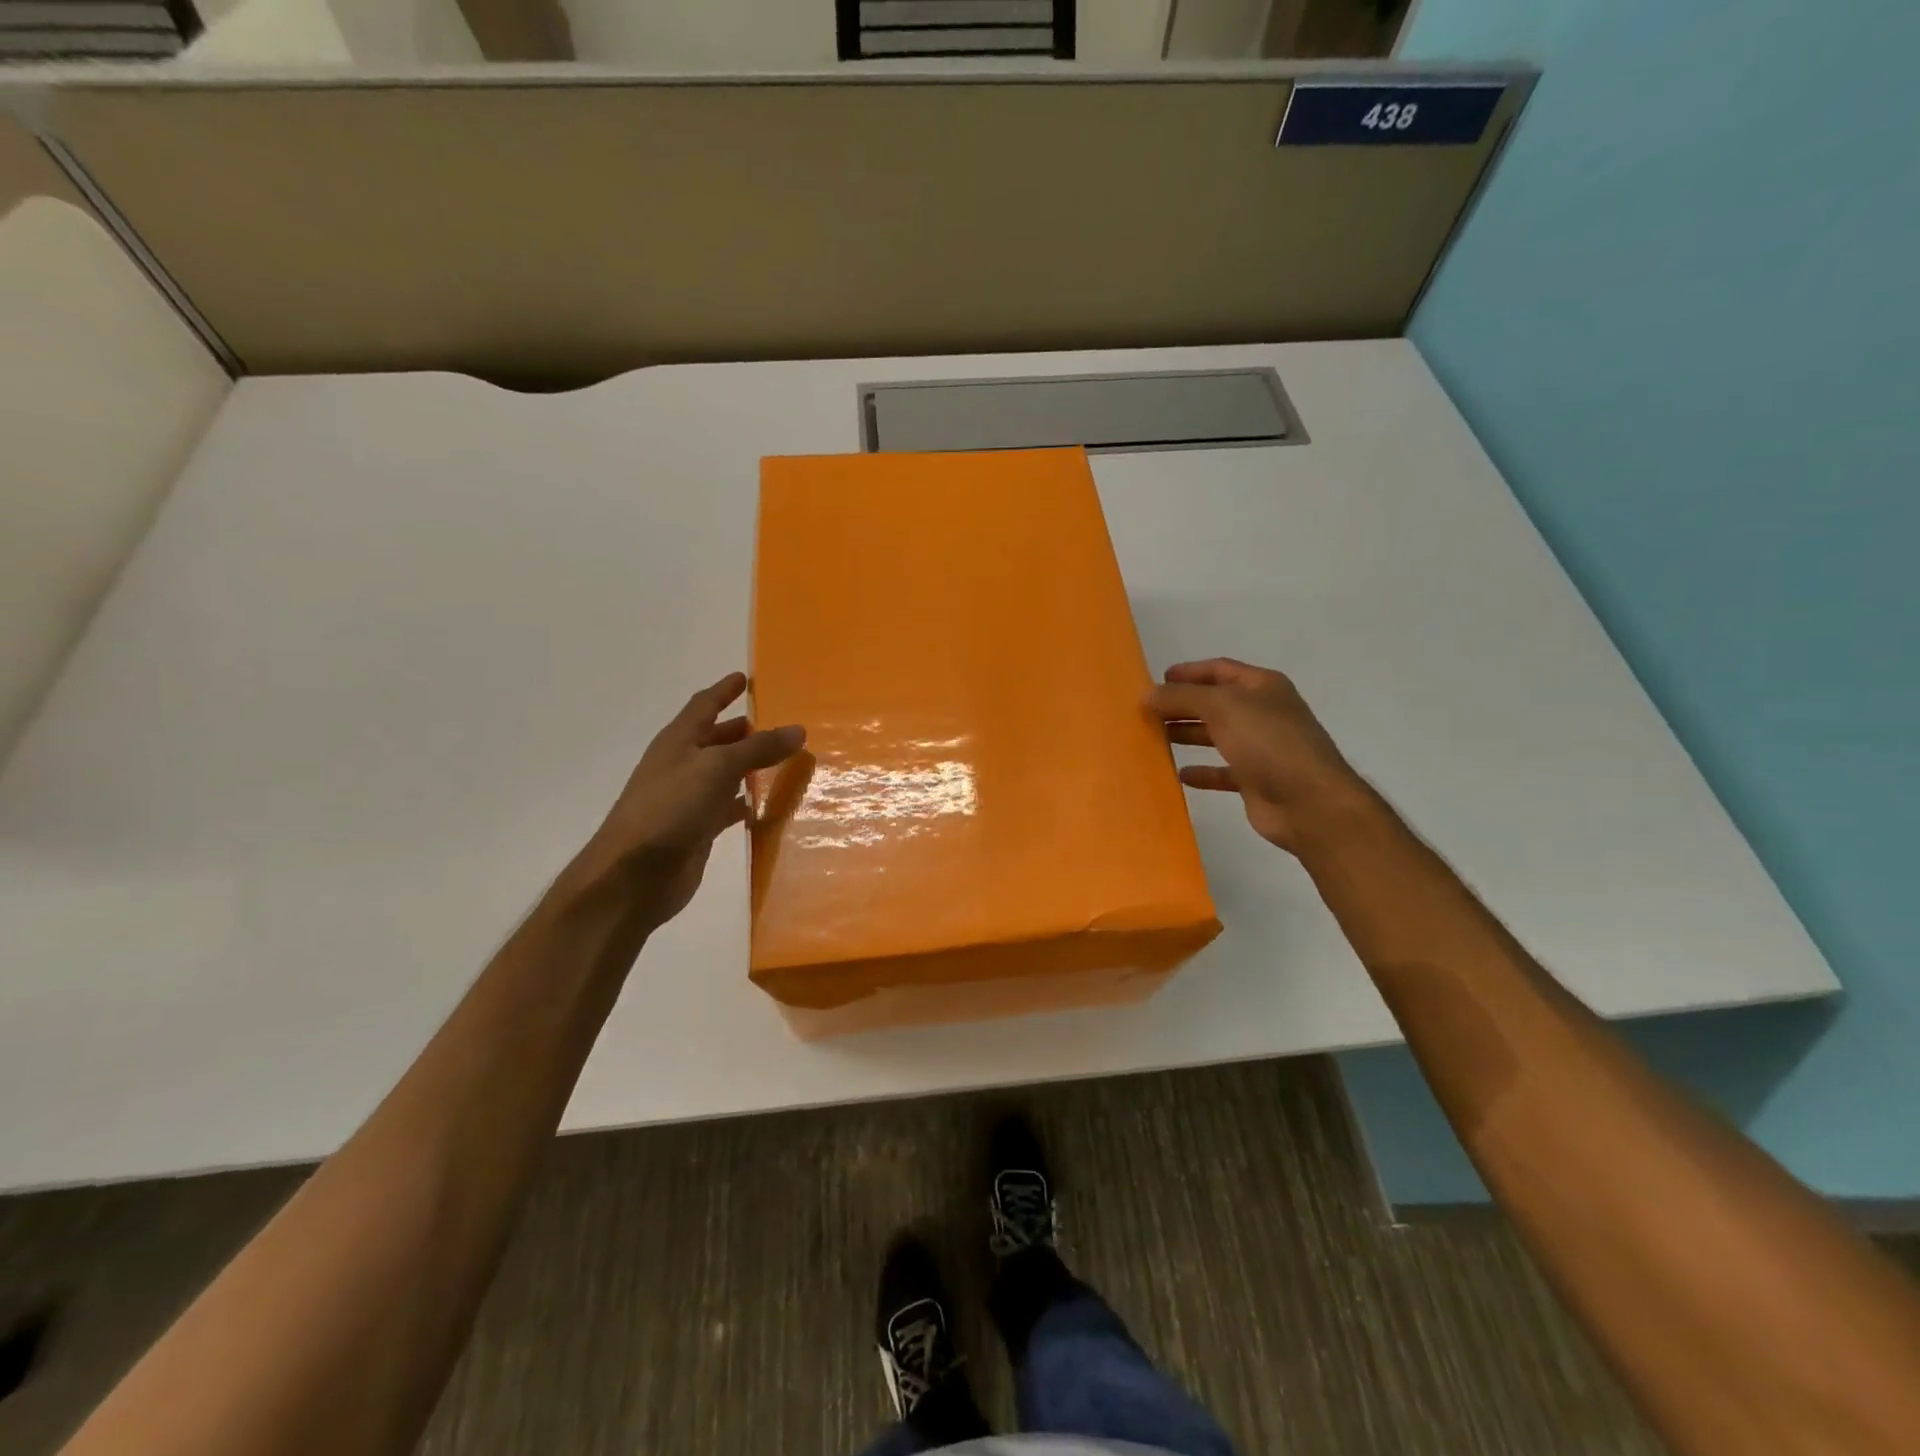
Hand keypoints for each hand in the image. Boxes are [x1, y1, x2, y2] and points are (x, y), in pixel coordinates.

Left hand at [570, 673, 804, 926]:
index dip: (724, 690)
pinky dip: (745, 802)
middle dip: (743, 730)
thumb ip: (758, 748)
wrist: (634, 875)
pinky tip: (766, 805)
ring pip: (725, 774)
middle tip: (777, 724)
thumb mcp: (717, 768)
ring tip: (784, 761)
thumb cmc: (670, 808)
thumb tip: (798, 729)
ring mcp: (688, 799)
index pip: (704, 705)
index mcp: (679, 741)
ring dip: (749, 767)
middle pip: (716, 739)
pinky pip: (727, 807)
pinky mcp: (697, 829)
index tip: (745, 678)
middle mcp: (682, 765)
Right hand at [1148, 658, 1368, 853]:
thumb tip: (1148, 695)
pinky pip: (1222, 771)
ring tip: (1154, 738)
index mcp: (1262, 687)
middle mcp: (1263, 713)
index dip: (1188, 672)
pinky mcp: (1255, 780)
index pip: (1219, 670)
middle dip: (1182, 705)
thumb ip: (1182, 697)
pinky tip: (1180, 774)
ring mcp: (1261, 748)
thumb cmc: (1268, 742)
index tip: (1155, 682)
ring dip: (1187, 734)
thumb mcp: (1221, 707)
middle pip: (1215, 703)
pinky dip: (1202, 771)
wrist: (1309, 802)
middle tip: (1146, 712)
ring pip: (1216, 736)